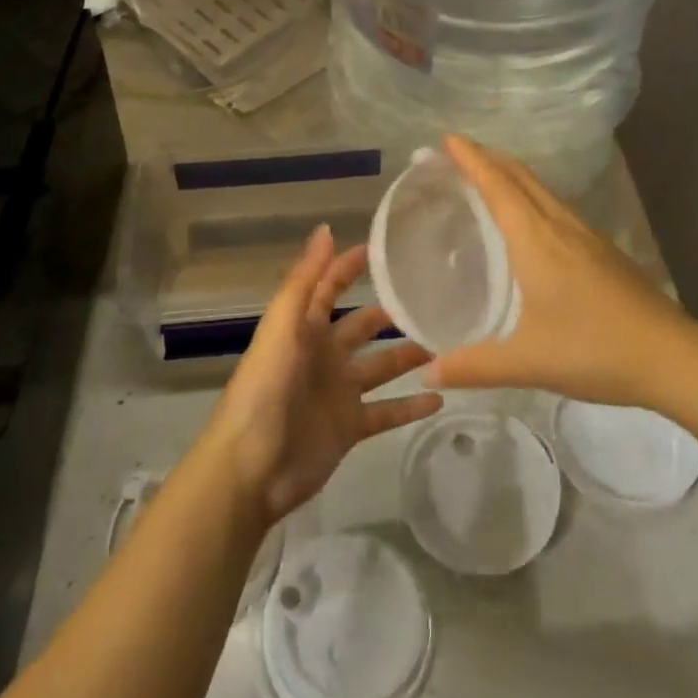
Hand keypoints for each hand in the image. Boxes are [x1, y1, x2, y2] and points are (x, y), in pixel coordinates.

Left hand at [204, 226, 442, 522]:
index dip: (349, 266)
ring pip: (381, 367)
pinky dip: (411, 406)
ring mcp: (338, 393)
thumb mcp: (283, 326)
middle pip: (362, 327)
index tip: (385, 248)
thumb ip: (305, 280)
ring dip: (408, 356)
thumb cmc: (265, 388)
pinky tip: (441, 397)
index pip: (328, 287)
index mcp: (303, 329)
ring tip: (446, 343)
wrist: (252, 468)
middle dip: (390, 313)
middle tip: (431, 298)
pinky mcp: (350, 428)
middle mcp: (323, 355)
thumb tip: (325, 229)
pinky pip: (387, 412)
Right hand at [422, 135, 697, 407]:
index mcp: (537, 241)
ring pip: (543, 191)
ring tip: (489, 179)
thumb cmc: (596, 350)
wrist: (675, 358)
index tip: (448, 138)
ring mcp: (588, 237)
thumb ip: (474, 367)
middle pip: (522, 177)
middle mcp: (562, 227)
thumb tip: (428, 372)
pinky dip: (533, 198)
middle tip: (458, 154)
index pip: (498, 186)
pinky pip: (559, 208)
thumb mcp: (527, 362)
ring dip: (513, 176)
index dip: (471, 159)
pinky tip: (532, 223)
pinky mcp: (605, 252)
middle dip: (489, 158)